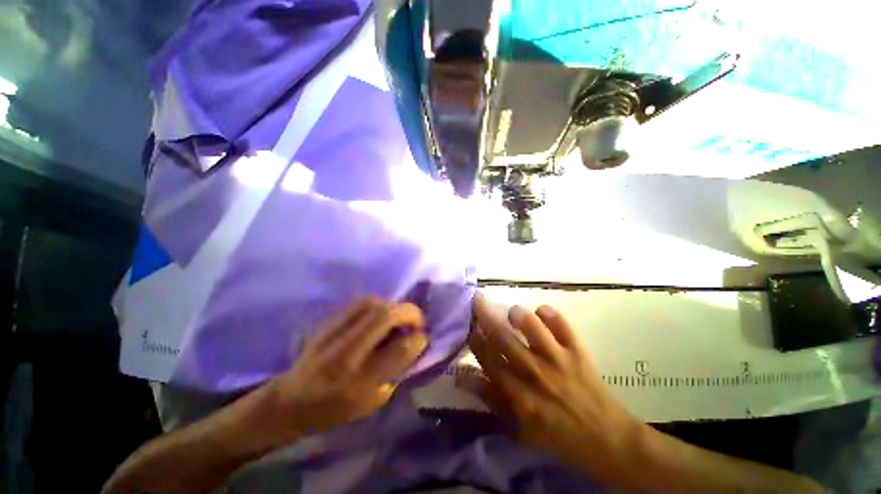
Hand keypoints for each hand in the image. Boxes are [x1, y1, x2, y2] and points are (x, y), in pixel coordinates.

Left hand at [267, 297, 427, 436]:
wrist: (290, 401)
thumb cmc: (333, 409)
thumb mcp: (371, 401)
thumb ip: (396, 370)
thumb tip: (414, 343)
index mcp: (358, 381)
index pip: (398, 350)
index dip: (417, 339)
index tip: (423, 337)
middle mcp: (346, 351)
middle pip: (384, 314)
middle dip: (409, 312)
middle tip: (416, 320)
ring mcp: (334, 332)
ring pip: (372, 302)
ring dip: (393, 306)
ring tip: (398, 317)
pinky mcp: (328, 322)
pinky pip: (360, 303)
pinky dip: (378, 305)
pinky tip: (380, 316)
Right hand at [460, 293, 644, 480]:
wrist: (608, 439)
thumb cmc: (558, 435)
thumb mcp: (518, 428)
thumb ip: (489, 399)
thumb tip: (460, 377)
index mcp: (519, 395)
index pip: (488, 359)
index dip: (475, 339)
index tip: (470, 326)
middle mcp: (536, 373)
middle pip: (504, 338)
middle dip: (486, 316)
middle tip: (478, 300)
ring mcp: (559, 360)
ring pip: (532, 326)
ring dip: (518, 314)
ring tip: (512, 312)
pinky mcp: (578, 351)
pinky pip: (563, 324)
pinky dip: (550, 313)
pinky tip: (542, 312)